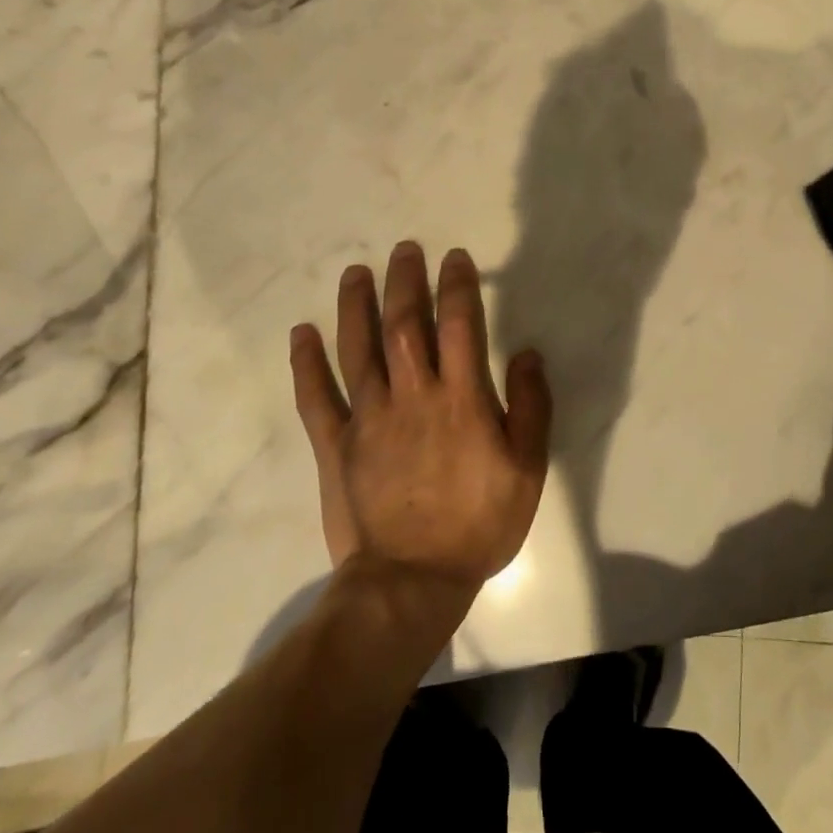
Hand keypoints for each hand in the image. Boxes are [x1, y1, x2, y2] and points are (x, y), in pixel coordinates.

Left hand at [289, 242, 551, 589]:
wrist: (412, 583)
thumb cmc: (479, 524)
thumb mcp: (527, 468)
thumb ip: (531, 406)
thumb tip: (527, 353)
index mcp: (461, 398)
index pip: (459, 324)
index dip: (457, 286)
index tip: (454, 258)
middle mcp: (412, 396)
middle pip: (404, 325)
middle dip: (405, 281)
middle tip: (404, 249)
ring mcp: (368, 419)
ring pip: (357, 350)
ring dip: (356, 307)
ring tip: (355, 273)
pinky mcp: (336, 446)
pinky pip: (316, 398)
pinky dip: (306, 363)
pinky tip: (301, 333)